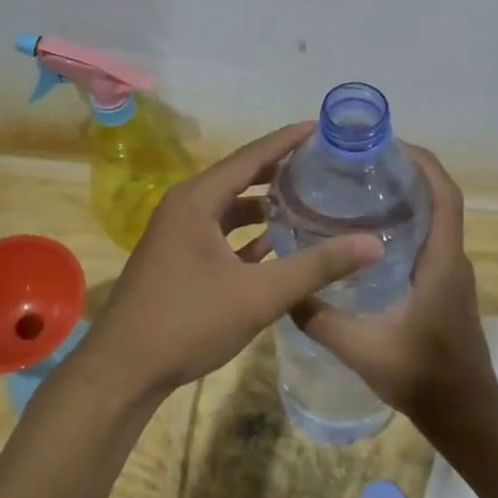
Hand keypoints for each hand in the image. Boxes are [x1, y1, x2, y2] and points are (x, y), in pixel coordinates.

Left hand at [80, 123, 382, 398]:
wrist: (124, 370)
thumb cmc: (188, 322)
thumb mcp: (259, 294)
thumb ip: (317, 267)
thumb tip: (374, 243)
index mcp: (197, 200)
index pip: (250, 157)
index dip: (286, 140)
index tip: (321, 127)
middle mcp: (184, 208)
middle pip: (239, 178)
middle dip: (279, 171)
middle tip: (322, 164)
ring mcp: (177, 235)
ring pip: (229, 208)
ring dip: (264, 205)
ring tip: (308, 200)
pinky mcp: (178, 260)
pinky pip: (220, 234)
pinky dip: (248, 234)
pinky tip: (278, 244)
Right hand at [292, 147, 497, 431]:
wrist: (465, 414)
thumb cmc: (421, 376)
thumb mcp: (361, 349)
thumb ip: (320, 319)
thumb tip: (283, 291)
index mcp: (441, 262)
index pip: (444, 196)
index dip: (422, 164)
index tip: (388, 145)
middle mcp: (452, 259)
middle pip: (439, 199)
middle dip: (406, 173)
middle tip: (359, 164)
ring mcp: (451, 274)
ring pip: (434, 220)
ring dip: (407, 198)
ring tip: (357, 190)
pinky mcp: (445, 287)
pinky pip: (429, 241)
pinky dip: (406, 224)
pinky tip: (367, 236)